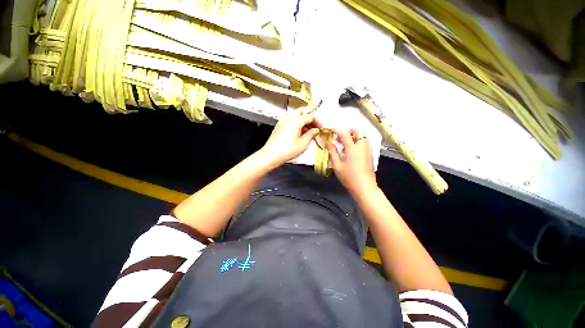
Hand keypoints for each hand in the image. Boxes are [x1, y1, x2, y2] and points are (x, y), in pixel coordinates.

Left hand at [261, 110, 320, 166]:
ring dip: (304, 120)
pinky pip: (291, 120)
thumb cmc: (288, 150)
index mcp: (296, 121)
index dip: (317, 121)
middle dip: (310, 118)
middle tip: (314, 127)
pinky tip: (299, 133)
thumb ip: (311, 134)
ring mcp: (283, 121)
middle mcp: (289, 118)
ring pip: (296, 115)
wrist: (271, 155)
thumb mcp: (303, 144)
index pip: (310, 116)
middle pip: (302, 111)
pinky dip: (297, 123)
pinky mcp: (280, 125)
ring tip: (308, 131)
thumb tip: (316, 130)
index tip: (321, 128)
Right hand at [328, 129, 376, 195]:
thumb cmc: (349, 177)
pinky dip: (358, 141)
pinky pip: (365, 142)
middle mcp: (362, 146)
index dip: (336, 130)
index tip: (330, 130)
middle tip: (340, 137)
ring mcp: (367, 150)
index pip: (344, 133)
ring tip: (345, 144)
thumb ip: (333, 153)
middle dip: (348, 130)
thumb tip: (330, 143)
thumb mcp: (337, 166)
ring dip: (354, 135)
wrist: (364, 187)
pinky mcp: (370, 154)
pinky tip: (351, 150)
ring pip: (363, 135)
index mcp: (353, 148)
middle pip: (358, 130)